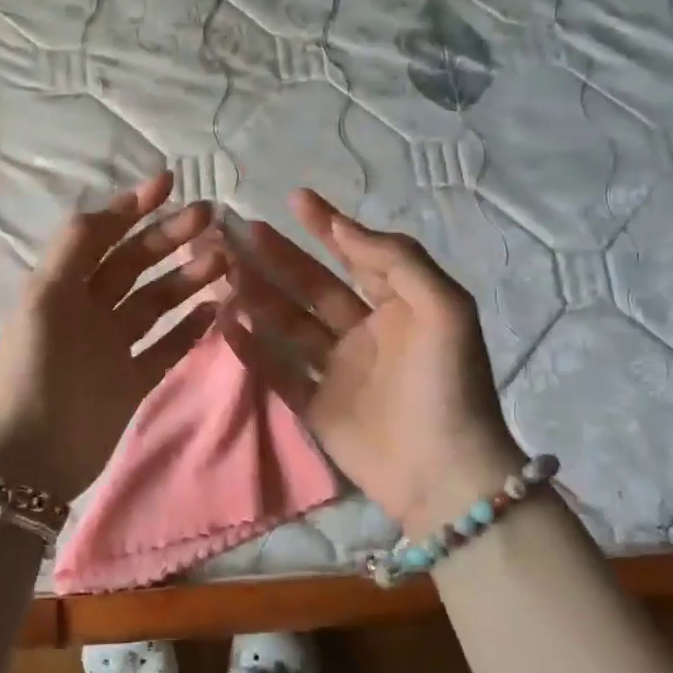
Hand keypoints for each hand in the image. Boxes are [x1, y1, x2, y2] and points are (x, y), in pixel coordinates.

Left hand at [0, 172, 228, 501]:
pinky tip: (218, 308)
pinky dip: (191, 327)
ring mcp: (114, 345)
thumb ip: (75, 247)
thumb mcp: (46, 297)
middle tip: (210, 218)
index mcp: (64, 285)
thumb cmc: (36, 368)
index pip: (103, 235)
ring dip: (188, 279)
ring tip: (223, 261)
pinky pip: (168, 346)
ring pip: (157, 301)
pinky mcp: (134, 379)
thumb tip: (114, 207)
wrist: (31, 455)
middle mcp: (90, 308)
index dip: (133, 207)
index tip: (170, 182)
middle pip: (136, 264)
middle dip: (170, 238)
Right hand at [224, 190, 523, 536]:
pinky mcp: (317, 405)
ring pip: (289, 323)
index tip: (296, 199)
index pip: (356, 255)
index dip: (327, 226)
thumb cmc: (447, 383)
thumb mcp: (444, 308)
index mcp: (399, 305)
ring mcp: (338, 369)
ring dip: (259, 296)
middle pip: (312, 286)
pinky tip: (225, 324)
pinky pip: (278, 370)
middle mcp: (365, 331)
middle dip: (279, 257)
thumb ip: (397, 260)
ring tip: (224, 271)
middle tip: (240, 232)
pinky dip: (252, 348)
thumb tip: (343, 225)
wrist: (444, 473)